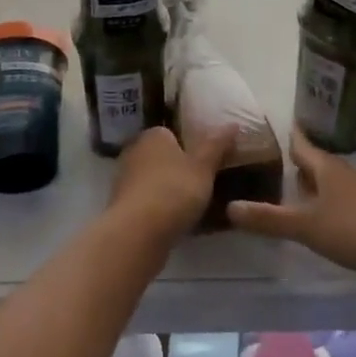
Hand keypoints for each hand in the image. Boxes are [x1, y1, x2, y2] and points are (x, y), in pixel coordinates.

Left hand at [110, 125, 230, 241]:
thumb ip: (217, 145)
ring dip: (170, 191)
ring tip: (196, 207)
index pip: (173, 133)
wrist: (137, 233)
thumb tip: (233, 123)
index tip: (208, 162)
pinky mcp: (123, 206)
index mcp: (153, 135)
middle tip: (205, 185)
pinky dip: (161, 210)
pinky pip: (148, 202)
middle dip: (180, 169)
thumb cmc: (173, 190)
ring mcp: (125, 179)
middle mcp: (135, 151)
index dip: (191, 146)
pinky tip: (178, 224)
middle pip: (163, 157)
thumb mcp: (203, 166)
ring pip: (155, 181)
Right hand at [228, 132, 355, 284]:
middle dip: (291, 163)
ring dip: (306, 187)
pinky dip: (319, 206)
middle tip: (262, 163)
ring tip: (281, 191)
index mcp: (326, 167)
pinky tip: (309, 220)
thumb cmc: (355, 230)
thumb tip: (228, 207)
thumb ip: (268, 218)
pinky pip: (335, 205)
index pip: (300, 143)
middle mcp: (341, 175)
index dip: (283, 135)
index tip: (262, 127)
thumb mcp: (306, 226)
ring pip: (325, 185)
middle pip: (313, 163)